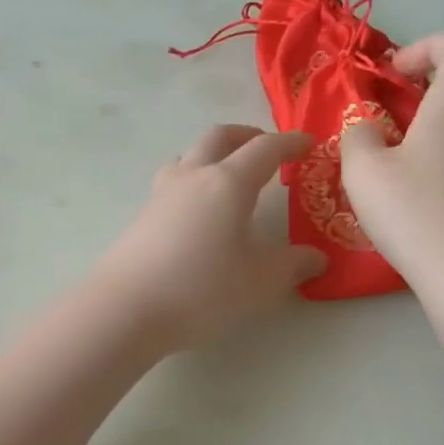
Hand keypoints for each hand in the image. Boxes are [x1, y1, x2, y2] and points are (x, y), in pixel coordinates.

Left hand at [95, 125, 326, 349]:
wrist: (127, 308)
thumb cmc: (202, 289)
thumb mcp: (259, 281)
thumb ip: (292, 265)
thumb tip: (317, 258)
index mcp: (228, 183)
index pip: (264, 149)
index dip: (290, 143)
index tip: (308, 144)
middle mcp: (193, 177)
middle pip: (220, 137)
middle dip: (248, 136)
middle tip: (267, 149)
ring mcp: (162, 194)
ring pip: (189, 155)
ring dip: (213, 154)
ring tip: (228, 175)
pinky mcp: (143, 215)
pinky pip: (173, 181)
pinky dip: (193, 179)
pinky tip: (198, 210)